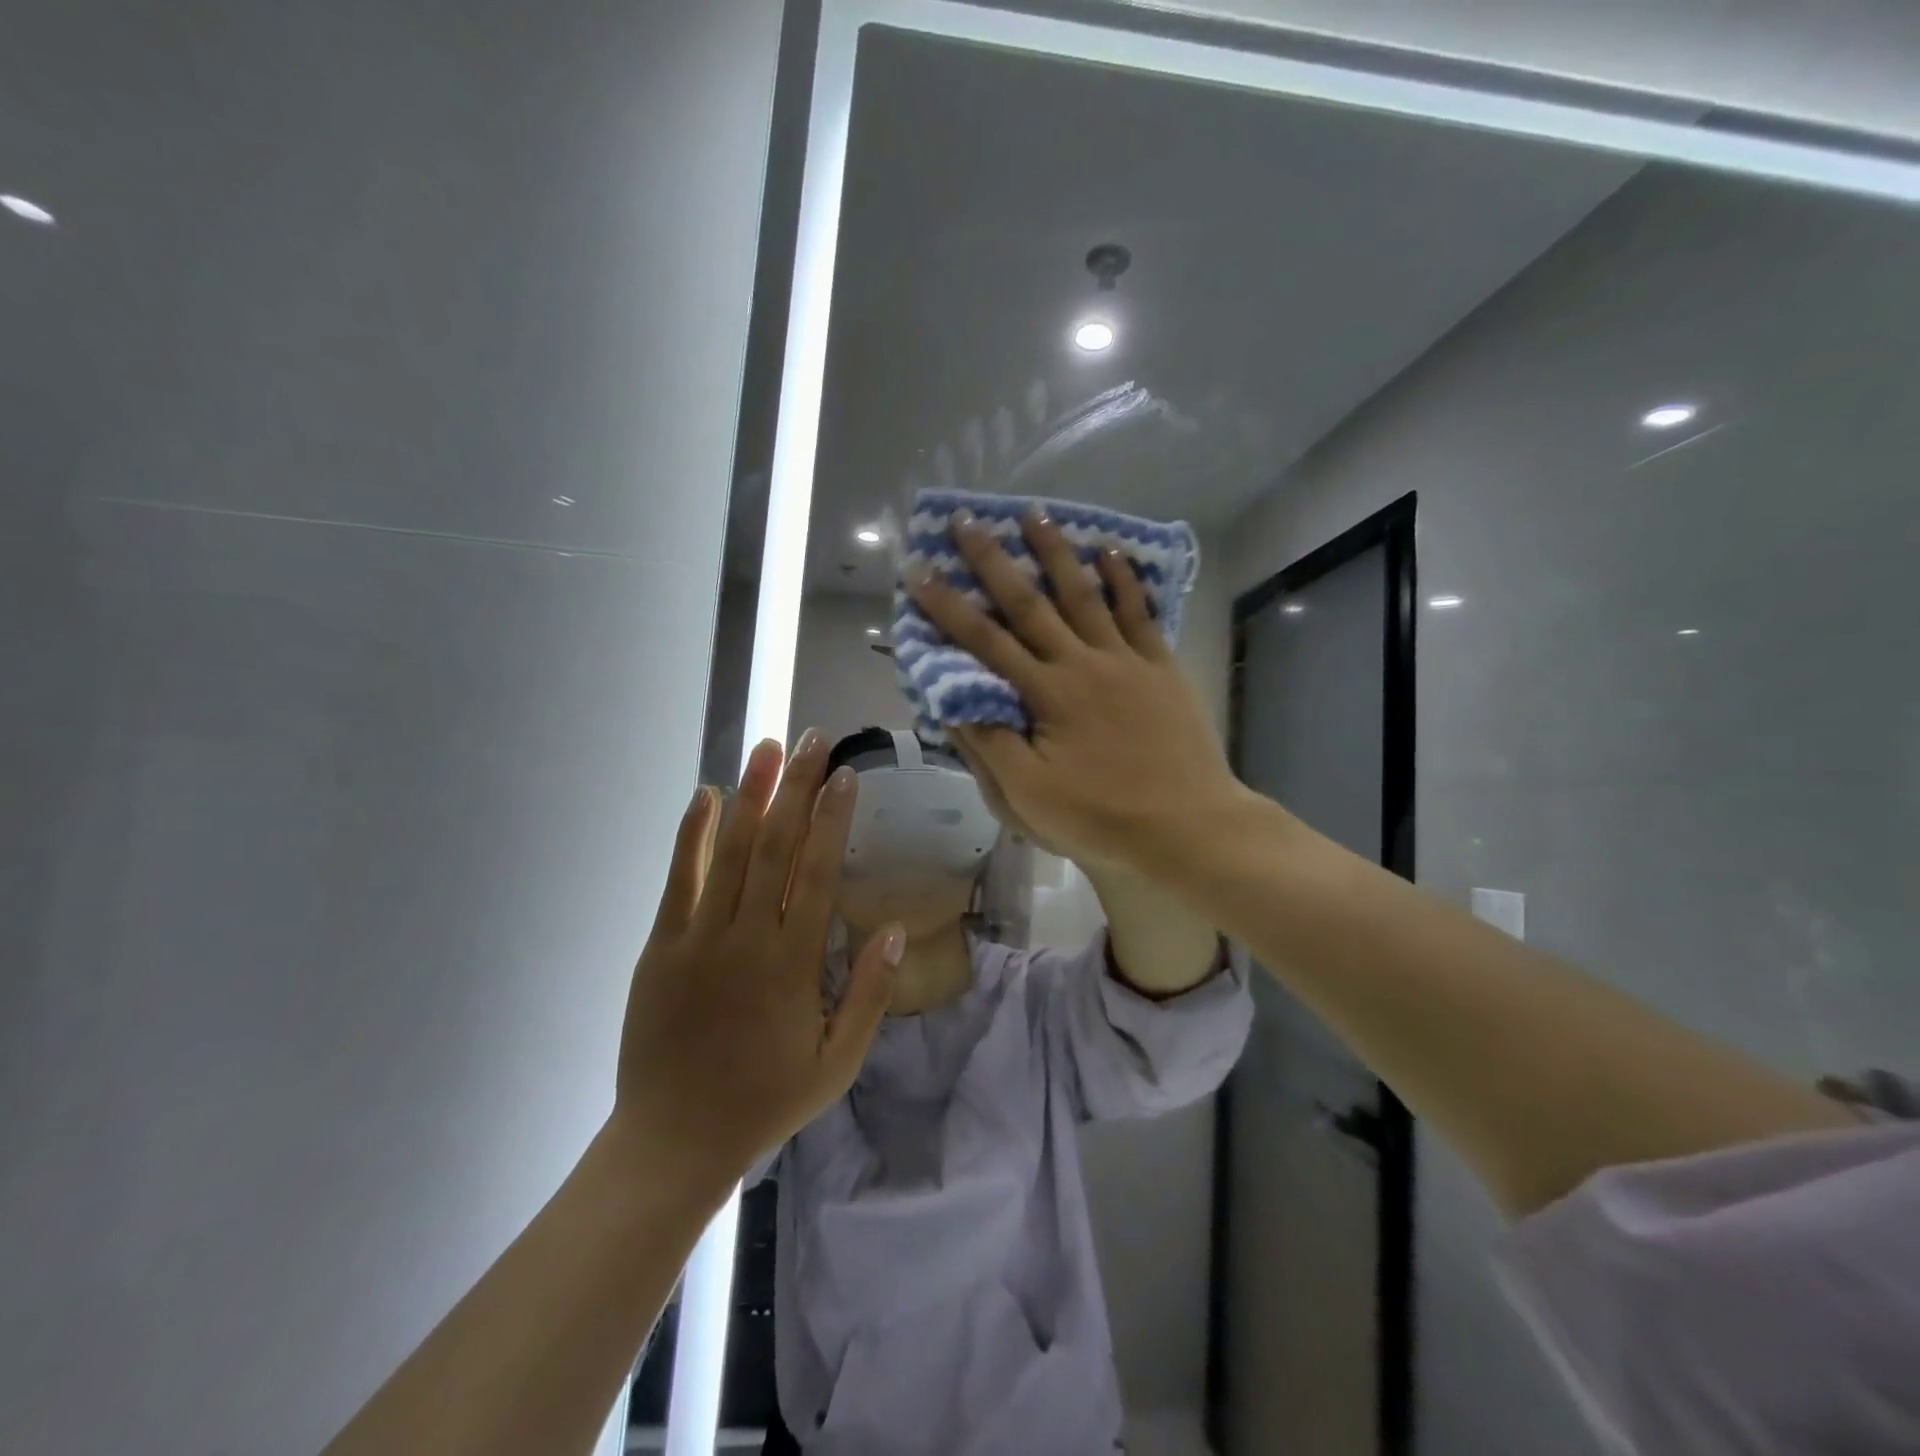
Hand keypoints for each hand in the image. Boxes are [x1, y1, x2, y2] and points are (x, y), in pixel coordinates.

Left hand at [611, 732, 902, 1191]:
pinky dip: (691, 835)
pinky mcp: (661, 947)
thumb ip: (869, 995)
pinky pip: (678, 880)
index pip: (818, 874)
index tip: (845, 777)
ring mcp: (698, 939)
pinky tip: (703, 796)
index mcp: (793, 965)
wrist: (673, 1141)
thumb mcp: (837, 1063)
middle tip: (812, 739)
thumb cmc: (765, 1100)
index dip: (832, 821)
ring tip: (767, 748)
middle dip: (796, 788)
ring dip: (749, 794)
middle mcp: (747, 939)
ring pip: (728, 852)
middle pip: (775, 847)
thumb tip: (898, 929)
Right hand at [908, 509, 1245, 878]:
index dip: (948, 606)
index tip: (920, 570)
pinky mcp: (1161, 666)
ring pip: (1084, 594)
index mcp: (1045, 694)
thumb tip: (951, 701)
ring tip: (1034, 512)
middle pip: (1029, 602)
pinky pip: (1139, 612)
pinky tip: (1109, 552)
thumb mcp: (1029, 795)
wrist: (1187, 827)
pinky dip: (1123, 580)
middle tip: (967, 519)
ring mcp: (1126, 660)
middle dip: (993, 560)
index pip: (985, 641)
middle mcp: (1081, 662)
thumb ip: (989, 743)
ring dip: (1056, 552)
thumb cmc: (1101, 817)